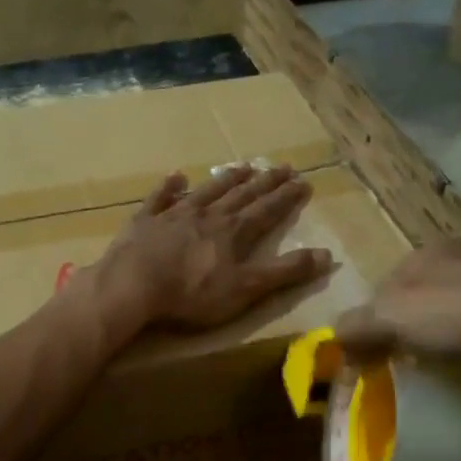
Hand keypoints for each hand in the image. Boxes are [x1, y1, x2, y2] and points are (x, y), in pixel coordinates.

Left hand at [92, 165, 330, 334]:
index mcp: (233, 233)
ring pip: (207, 191)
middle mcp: (208, 215)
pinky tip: (176, 176)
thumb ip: (284, 272)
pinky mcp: (145, 222)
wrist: (133, 286)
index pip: (267, 211)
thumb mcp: (245, 289)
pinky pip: (160, 198)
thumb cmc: (192, 293)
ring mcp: (174, 215)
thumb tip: (328, 255)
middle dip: (264, 183)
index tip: (303, 182)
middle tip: (282, 167)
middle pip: (241, 195)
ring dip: (226, 179)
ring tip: (243, 167)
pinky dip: (169, 187)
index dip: (286, 198)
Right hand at [334, 241, 460, 408]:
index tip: (374, 367)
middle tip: (412, 382)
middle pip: (427, 311)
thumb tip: (334, 341)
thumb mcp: (398, 318)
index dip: (374, 330)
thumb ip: (360, 328)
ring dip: (458, 358)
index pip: (385, 293)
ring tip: (452, 392)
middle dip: (417, 346)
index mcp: (427, 257)